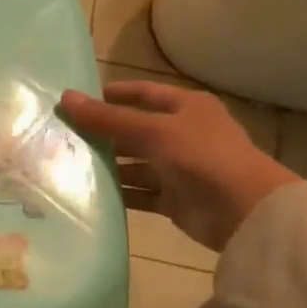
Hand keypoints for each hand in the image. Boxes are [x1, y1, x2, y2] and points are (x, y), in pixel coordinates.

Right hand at [58, 80, 299, 250]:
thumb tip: (65, 98)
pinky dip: (117, 193)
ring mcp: (178, 168)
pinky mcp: (172, 198)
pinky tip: (87, 193)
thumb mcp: (152, 132)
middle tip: (60, 136)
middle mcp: (182, 134)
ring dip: (106, 165)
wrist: (246, 213)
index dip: (111, 95)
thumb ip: (107, 118)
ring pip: (133, 163)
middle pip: (133, 130)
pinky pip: (138, 192)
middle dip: (101, 134)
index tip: (75, 101)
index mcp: (186, 107)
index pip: (142, 93)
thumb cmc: (202, 157)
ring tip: (66, 165)